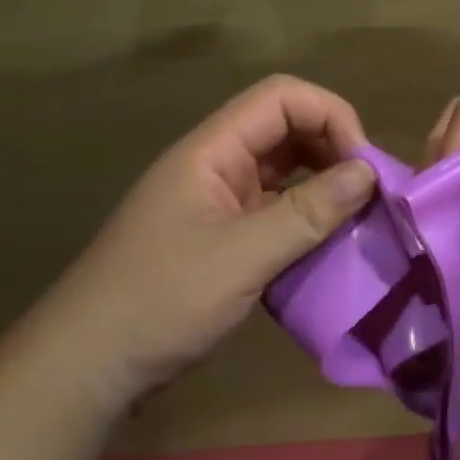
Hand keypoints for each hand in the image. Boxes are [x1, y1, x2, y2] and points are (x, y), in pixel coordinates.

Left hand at [38, 76, 377, 408]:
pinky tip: (327, 248)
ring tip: (359, 219)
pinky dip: (303, 222)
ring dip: (321, 188)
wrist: (89, 362)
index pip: (281, 98)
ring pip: (281, 174)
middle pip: (284, 130)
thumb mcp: (242, 256)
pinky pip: (271, 213)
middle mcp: (214, 165)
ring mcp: (214, 203)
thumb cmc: (162, 299)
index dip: (330, 116)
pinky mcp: (218, 239)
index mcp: (212, 150)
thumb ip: (307, 212)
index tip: (365, 165)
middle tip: (371, 194)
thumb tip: (368, 172)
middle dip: (332, 151)